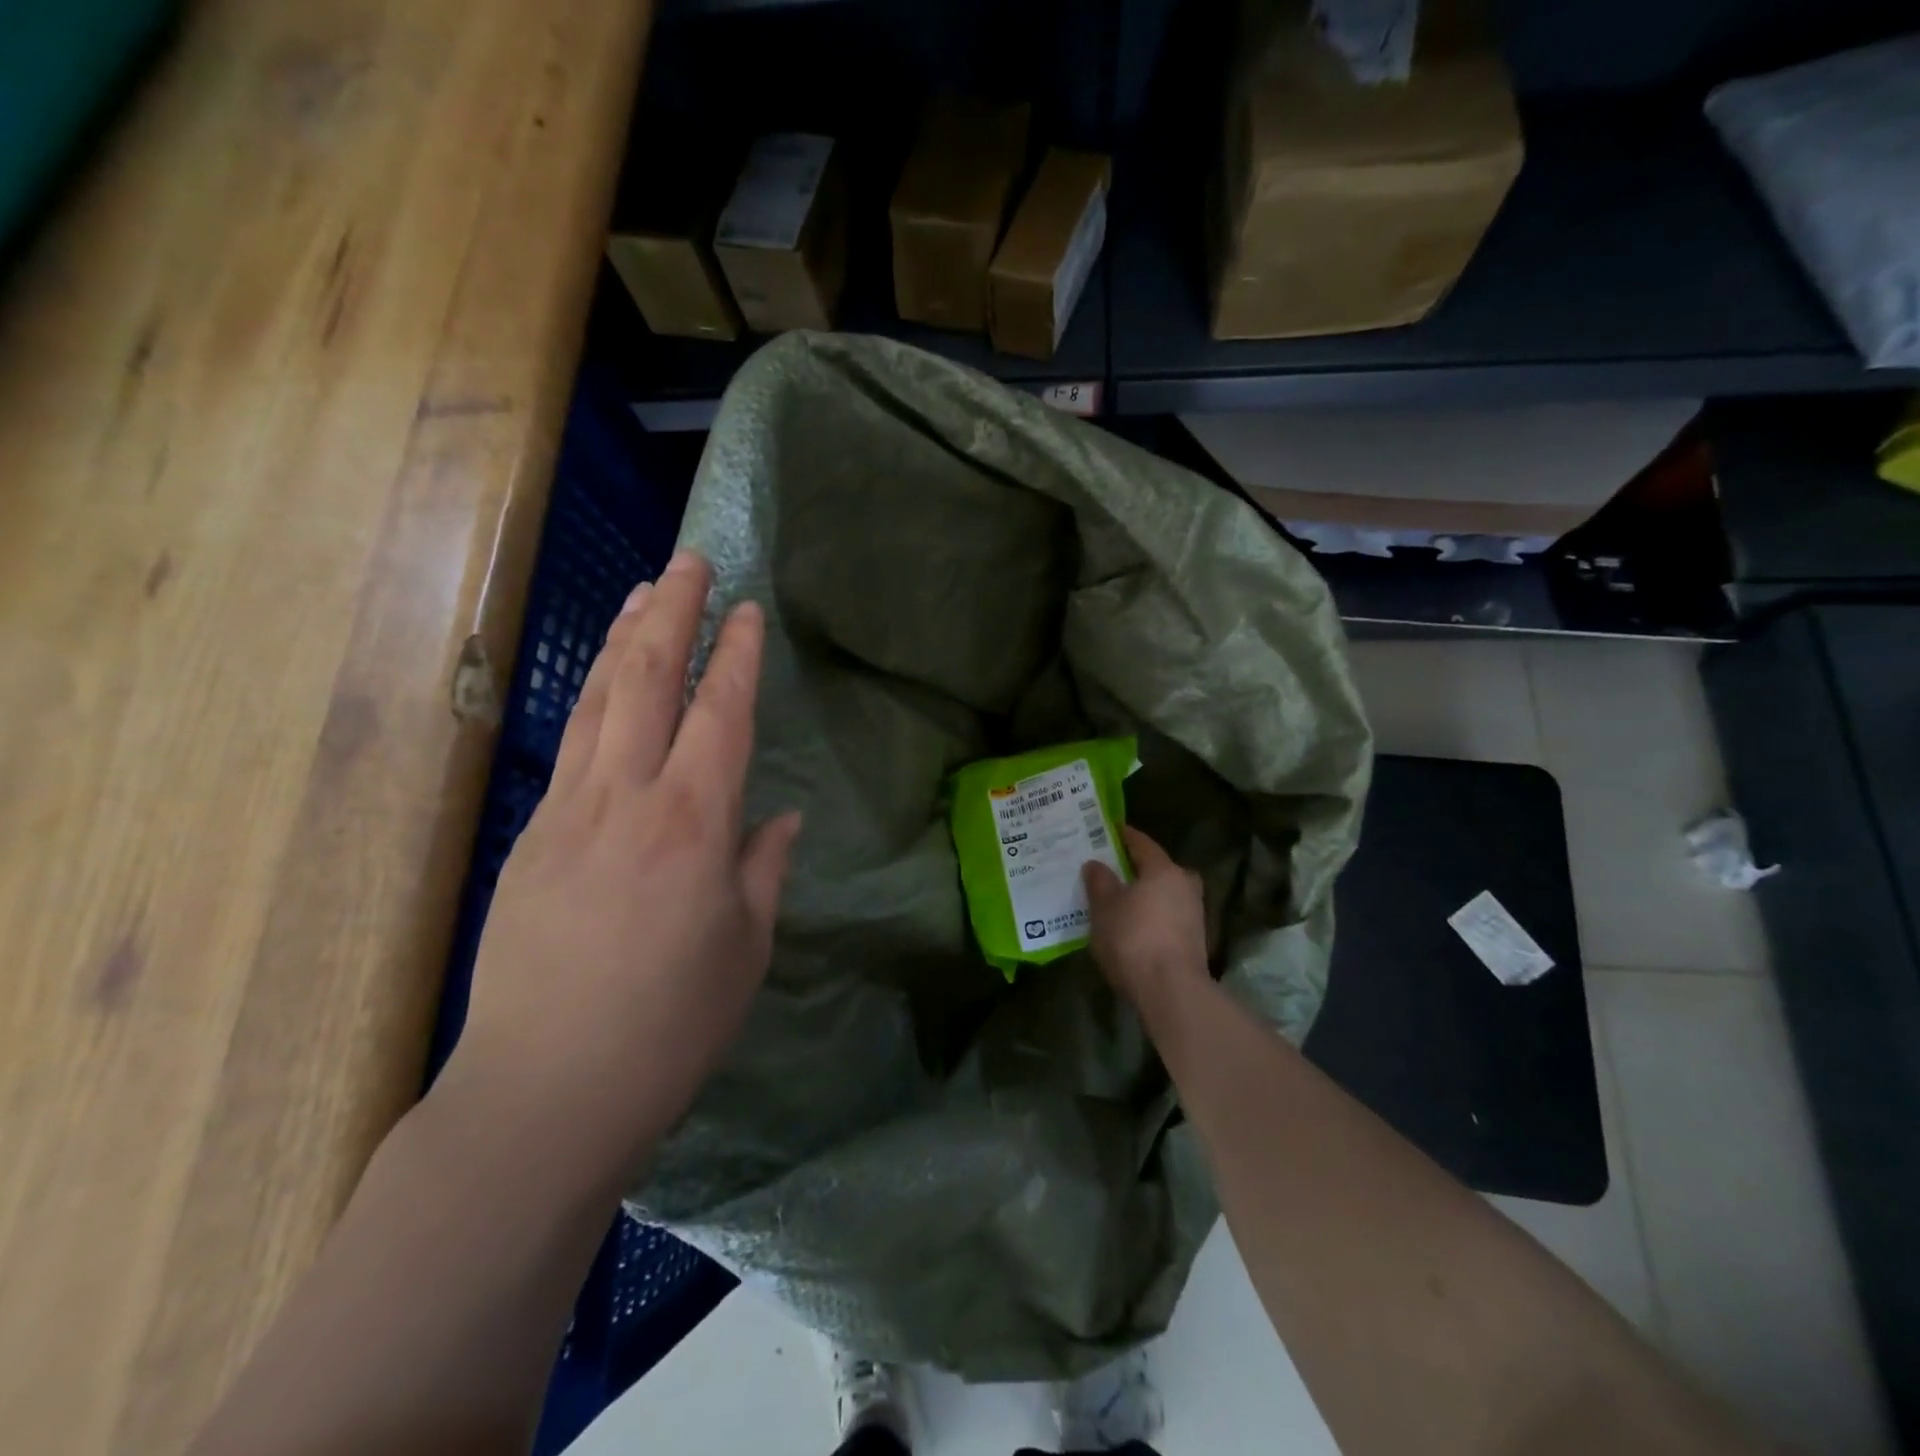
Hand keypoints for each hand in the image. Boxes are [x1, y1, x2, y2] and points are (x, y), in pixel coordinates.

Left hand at [443, 552, 799, 1188]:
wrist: (545, 1092)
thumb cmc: (670, 1025)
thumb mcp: (745, 948)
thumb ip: (762, 868)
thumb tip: (776, 818)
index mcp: (692, 825)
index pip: (719, 715)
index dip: (737, 656)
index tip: (749, 611)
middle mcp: (626, 801)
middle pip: (647, 682)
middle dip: (671, 614)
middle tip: (689, 562)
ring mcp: (568, 814)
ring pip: (598, 703)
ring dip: (623, 640)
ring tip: (642, 594)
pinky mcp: (532, 840)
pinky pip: (571, 747)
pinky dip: (592, 699)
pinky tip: (605, 686)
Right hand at [1084, 826, 1209, 1015]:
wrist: (1171, 991)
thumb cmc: (1133, 939)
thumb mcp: (1104, 908)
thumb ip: (1099, 882)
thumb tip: (1096, 864)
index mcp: (1164, 869)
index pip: (1141, 843)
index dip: (1123, 835)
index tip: (1108, 829)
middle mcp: (1184, 885)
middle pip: (1157, 869)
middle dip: (1135, 868)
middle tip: (1110, 869)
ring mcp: (1193, 914)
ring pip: (1163, 894)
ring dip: (1143, 894)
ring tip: (1116, 899)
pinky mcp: (1193, 940)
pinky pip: (1166, 916)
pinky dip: (1150, 915)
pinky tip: (1131, 925)